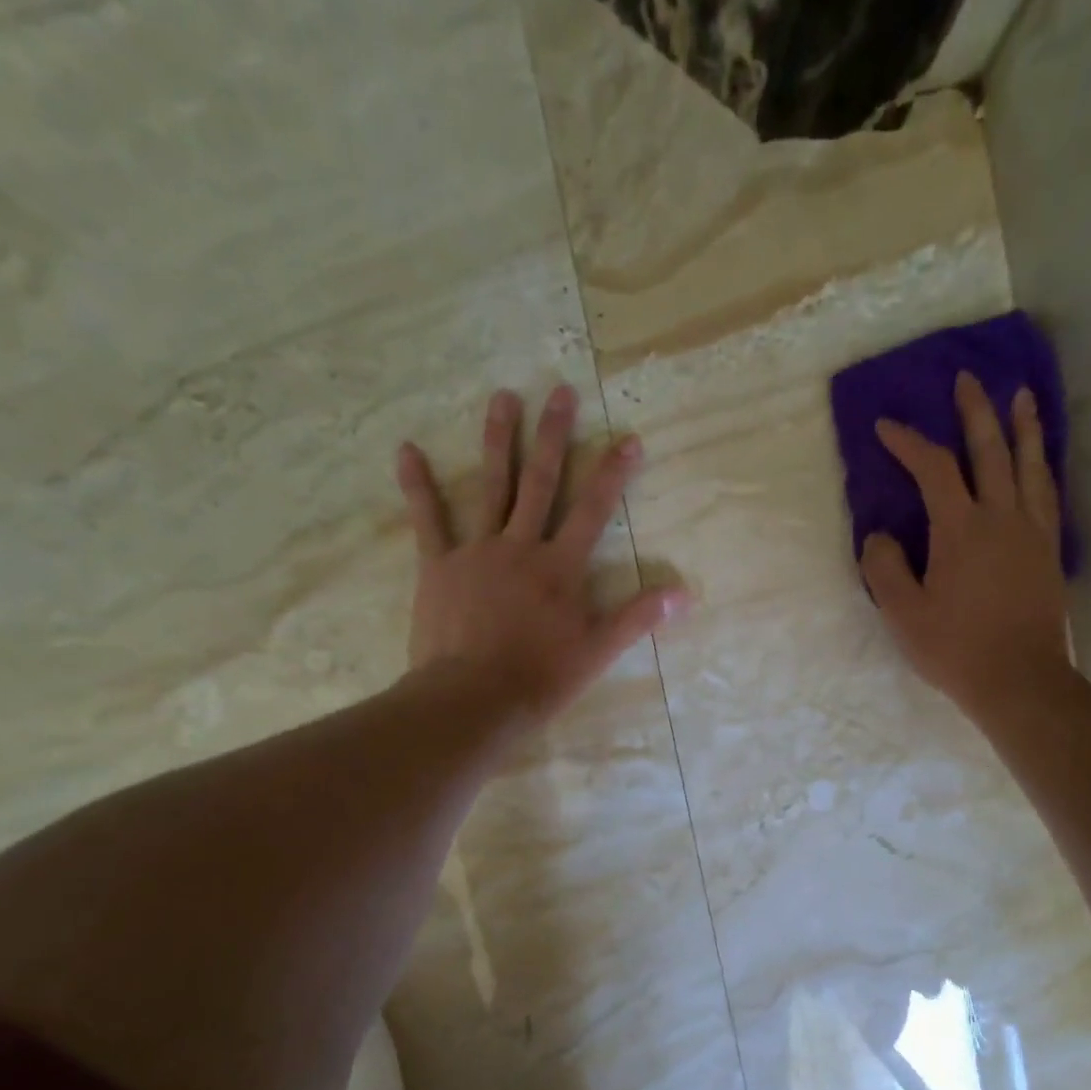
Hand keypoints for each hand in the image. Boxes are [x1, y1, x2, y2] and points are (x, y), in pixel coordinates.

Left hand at [398, 385, 688, 725]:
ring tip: (503, 398)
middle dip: (553, 436)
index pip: (594, 510)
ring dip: (498, 441)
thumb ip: (638, 617)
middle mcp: (521, 547)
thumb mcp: (598, 651)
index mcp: (560, 567)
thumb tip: (684, 595)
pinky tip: (406, 450)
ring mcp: (476, 552)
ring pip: (490, 488)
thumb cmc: (540, 678)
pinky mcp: (438, 566)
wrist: (473, 699)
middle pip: (540, 483)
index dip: (613, 473)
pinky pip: (427, 520)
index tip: (628, 438)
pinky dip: (417, 485)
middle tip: (559, 390)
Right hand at [861, 373, 1070, 718]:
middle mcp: (1002, 518)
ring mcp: (1032, 532)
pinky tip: (1039, 461)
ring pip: (1029, 465)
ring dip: (1022, 427)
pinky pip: (1047, 494)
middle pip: (991, 451)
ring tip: (1021, 397)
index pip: (935, 470)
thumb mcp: (903, 614)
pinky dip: (1041, 467)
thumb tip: (880, 536)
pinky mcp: (1049, 551)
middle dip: (975, 413)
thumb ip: (885, 569)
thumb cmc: (956, 649)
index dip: (910, 443)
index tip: (887, 428)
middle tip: (968, 379)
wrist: (1020, 680)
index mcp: (961, 530)